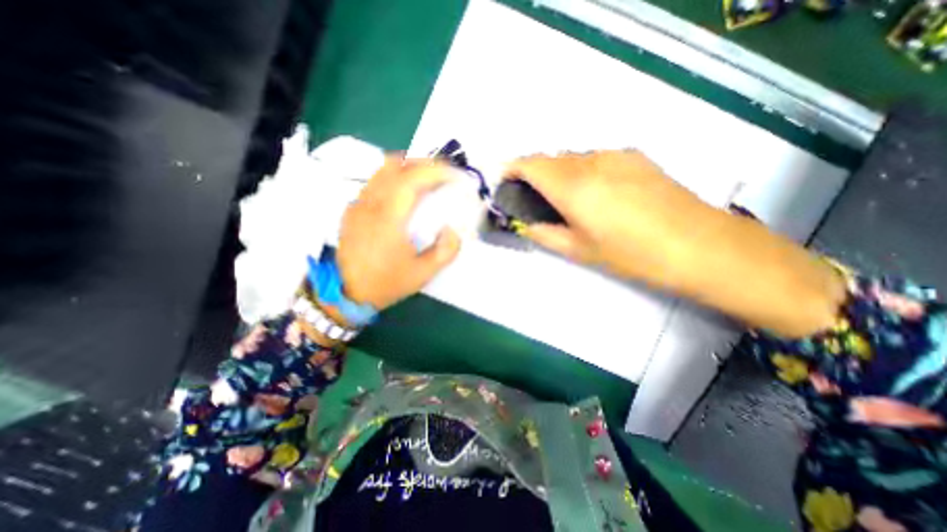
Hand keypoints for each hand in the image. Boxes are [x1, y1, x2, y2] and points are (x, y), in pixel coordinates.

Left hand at [337, 155, 463, 310]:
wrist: (346, 293)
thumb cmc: (386, 283)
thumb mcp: (423, 273)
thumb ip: (446, 251)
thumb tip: (453, 229)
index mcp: (388, 217)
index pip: (411, 178)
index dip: (436, 170)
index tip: (455, 174)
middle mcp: (370, 203)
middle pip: (394, 163)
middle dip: (423, 163)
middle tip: (443, 174)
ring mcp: (358, 204)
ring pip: (382, 170)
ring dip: (408, 168)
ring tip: (427, 181)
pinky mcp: (353, 209)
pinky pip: (375, 182)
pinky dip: (395, 179)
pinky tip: (406, 195)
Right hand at [502, 149, 842, 338]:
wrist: (699, 245)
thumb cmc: (631, 254)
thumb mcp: (579, 250)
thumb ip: (544, 233)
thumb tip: (525, 223)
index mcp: (573, 186)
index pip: (530, 164)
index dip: (512, 168)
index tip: (504, 180)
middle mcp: (590, 161)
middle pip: (549, 158)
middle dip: (533, 173)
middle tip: (533, 198)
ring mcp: (615, 154)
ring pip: (572, 157)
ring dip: (558, 172)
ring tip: (565, 199)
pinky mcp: (634, 156)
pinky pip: (594, 158)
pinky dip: (581, 170)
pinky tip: (595, 193)